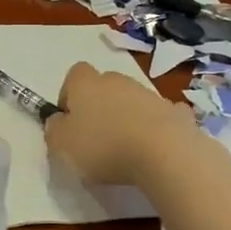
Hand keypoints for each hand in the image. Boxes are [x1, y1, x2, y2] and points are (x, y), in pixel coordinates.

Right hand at [45, 62, 197, 186]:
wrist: (165, 154)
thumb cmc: (104, 147)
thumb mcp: (61, 146)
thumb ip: (54, 130)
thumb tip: (58, 121)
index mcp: (86, 85)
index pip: (74, 75)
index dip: (69, 95)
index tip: (69, 120)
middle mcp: (118, 81)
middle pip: (104, 86)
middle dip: (99, 106)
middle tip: (96, 138)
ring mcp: (150, 95)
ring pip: (132, 101)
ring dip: (127, 117)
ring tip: (126, 149)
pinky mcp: (177, 113)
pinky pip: (161, 116)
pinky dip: (156, 127)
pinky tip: (155, 148)